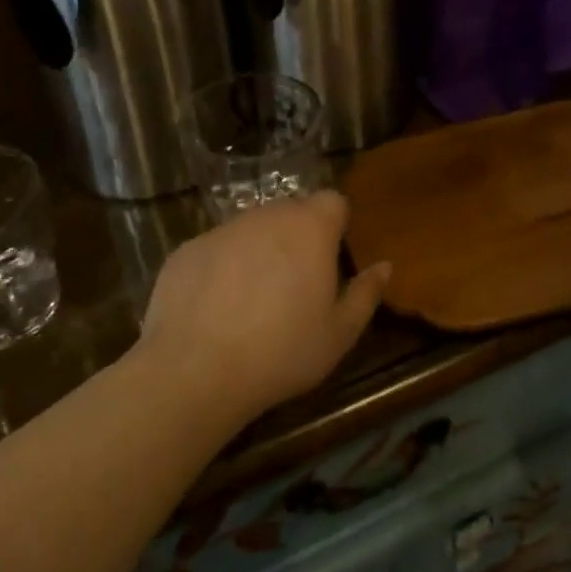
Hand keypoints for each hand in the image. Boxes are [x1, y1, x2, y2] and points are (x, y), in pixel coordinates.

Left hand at [135, 191, 391, 422]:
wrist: (195, 371)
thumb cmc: (282, 352)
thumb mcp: (339, 334)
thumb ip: (365, 294)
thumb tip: (384, 266)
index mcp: (310, 229)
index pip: (333, 201)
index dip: (336, 223)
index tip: (333, 256)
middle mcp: (266, 217)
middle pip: (291, 211)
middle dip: (298, 236)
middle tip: (297, 283)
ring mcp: (222, 230)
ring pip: (251, 229)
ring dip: (259, 250)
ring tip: (254, 299)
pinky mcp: (186, 249)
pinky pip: (216, 249)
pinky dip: (221, 268)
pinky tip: (216, 309)